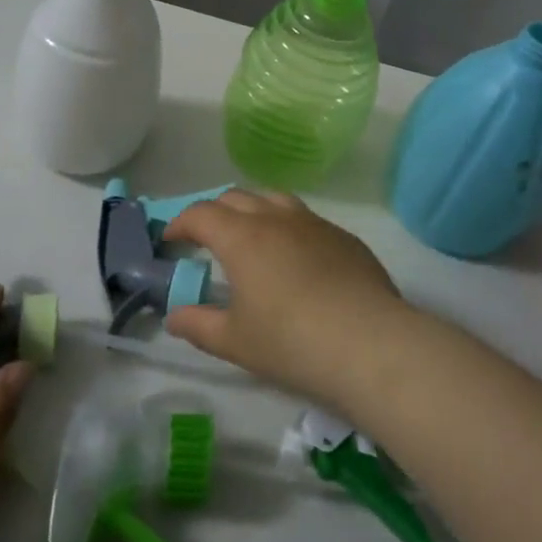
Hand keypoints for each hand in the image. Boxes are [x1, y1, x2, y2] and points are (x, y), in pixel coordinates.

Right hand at [162, 191, 415, 410]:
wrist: (370, 344)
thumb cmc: (291, 343)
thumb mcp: (235, 341)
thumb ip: (198, 324)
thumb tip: (174, 315)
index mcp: (242, 237)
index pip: (201, 214)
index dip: (180, 223)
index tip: (171, 240)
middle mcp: (276, 218)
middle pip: (236, 197)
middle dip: (214, 212)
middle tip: (205, 238)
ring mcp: (314, 223)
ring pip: (274, 199)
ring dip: (253, 210)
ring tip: (249, 236)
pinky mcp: (344, 237)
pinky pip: (306, 219)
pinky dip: (287, 226)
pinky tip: (295, 258)